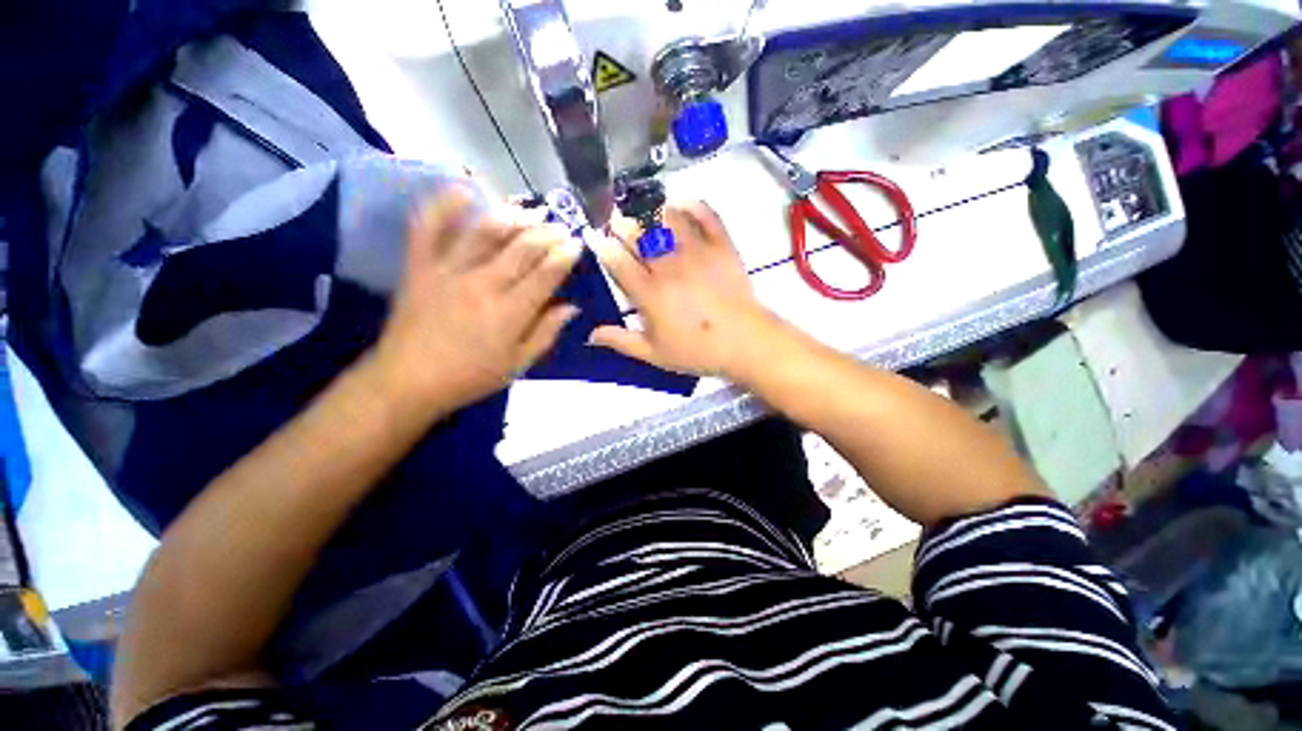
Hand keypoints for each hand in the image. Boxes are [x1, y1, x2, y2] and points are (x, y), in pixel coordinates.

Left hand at [373, 187, 581, 412]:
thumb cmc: (470, 377)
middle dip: (546, 234)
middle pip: (521, 250)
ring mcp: (448, 272)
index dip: (564, 257)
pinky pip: (429, 229)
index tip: (576, 245)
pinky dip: (444, 206)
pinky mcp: (420, 267)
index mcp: (510, 313)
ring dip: (511, 218)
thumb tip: (571, 307)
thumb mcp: (518, 364)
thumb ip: (546, 333)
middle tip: (561, 227)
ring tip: (529, 212)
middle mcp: (483, 285)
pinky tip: (464, 189)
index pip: (545, 276)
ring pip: (484, 233)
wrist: (407, 381)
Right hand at [590, 200, 778, 377]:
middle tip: (617, 223)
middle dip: (621, 224)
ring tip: (643, 212)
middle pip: (637, 233)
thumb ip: (622, 341)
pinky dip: (691, 204)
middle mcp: (669, 266)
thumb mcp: (655, 354)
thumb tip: (591, 335)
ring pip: (667, 218)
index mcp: (649, 293)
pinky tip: (680, 203)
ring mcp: (696, 252)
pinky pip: (705, 214)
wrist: (745, 342)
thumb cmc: (697, 351)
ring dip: (650, 210)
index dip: (604, 248)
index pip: (617, 261)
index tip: (600, 243)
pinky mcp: (721, 245)